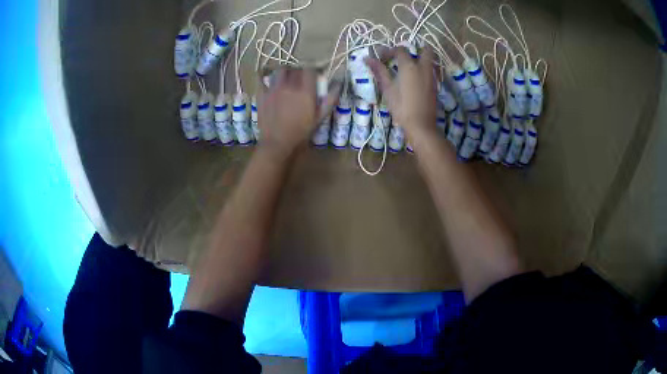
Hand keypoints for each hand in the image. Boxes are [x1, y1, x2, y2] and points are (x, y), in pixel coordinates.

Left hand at [257, 68, 338, 156]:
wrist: (277, 144)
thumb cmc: (301, 133)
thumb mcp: (320, 117)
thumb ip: (330, 99)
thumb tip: (338, 83)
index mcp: (305, 90)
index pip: (309, 69)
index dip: (312, 70)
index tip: (314, 75)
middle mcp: (289, 85)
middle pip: (295, 68)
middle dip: (299, 71)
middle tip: (301, 79)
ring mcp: (273, 89)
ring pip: (280, 71)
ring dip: (285, 73)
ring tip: (286, 80)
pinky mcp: (262, 94)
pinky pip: (264, 80)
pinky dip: (268, 80)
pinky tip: (270, 84)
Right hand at [365, 47, 437, 137]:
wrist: (420, 124)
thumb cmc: (401, 106)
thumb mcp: (387, 88)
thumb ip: (379, 71)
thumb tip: (367, 58)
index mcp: (410, 66)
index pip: (400, 50)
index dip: (390, 51)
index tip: (381, 56)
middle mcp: (423, 67)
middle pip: (425, 50)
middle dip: (416, 49)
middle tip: (404, 57)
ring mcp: (431, 76)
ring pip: (429, 61)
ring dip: (420, 59)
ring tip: (407, 68)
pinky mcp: (435, 86)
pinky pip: (430, 71)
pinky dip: (423, 69)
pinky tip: (414, 79)